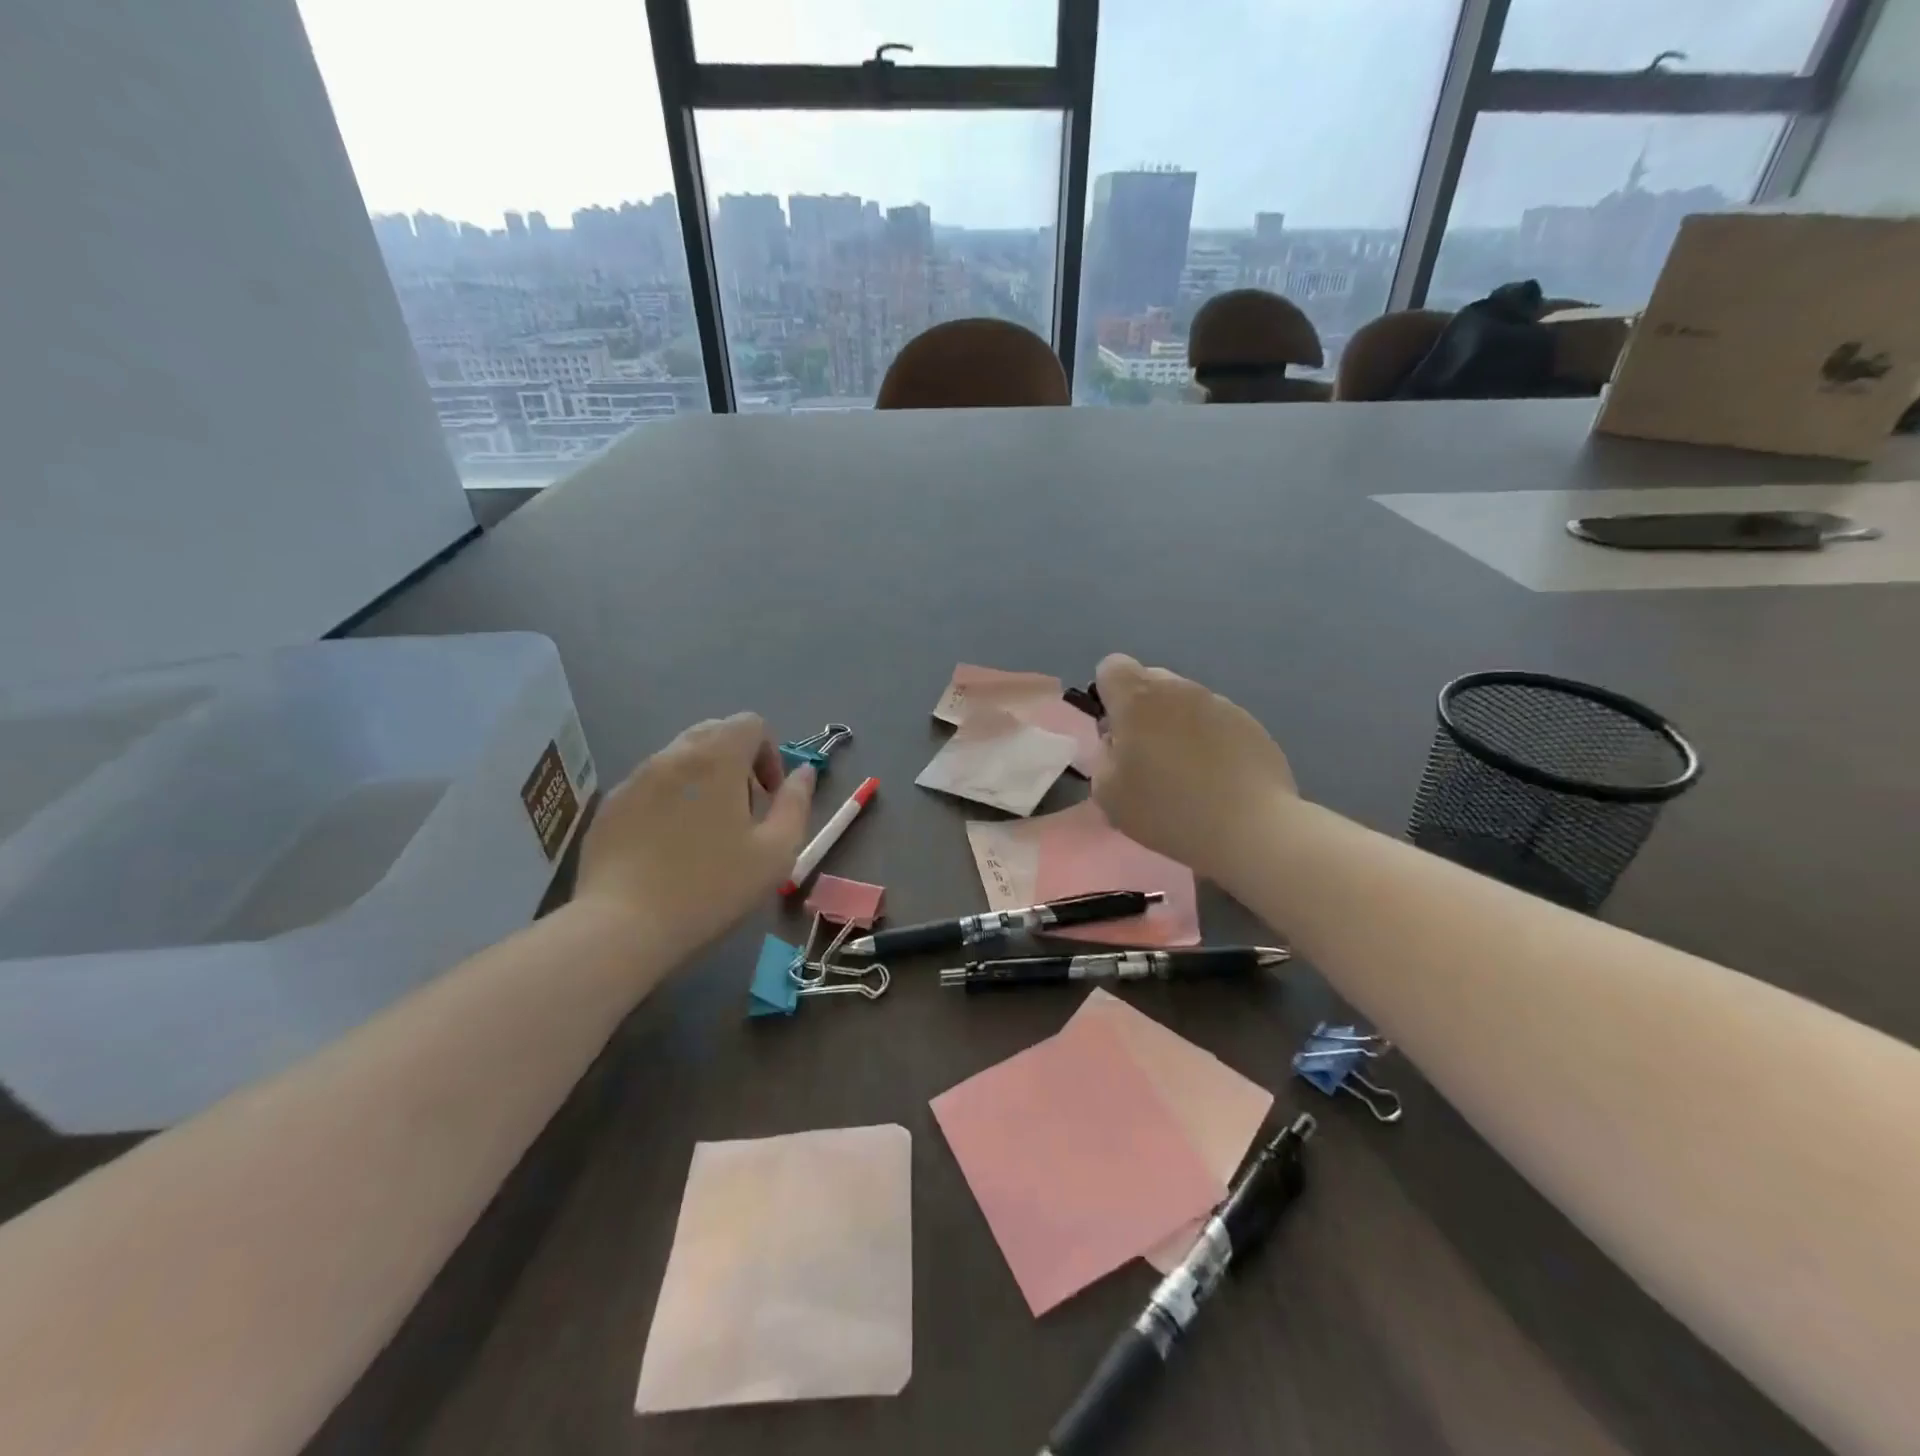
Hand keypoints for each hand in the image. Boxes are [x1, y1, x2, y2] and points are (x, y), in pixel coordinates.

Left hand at [575, 713, 814, 956]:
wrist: (623, 925)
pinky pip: (651, 785)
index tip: (768, 797)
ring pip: (680, 758)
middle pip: (714, 733)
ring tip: (705, 833)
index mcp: (716, 759)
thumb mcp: (776, 852)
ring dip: (703, 780)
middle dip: (737, 762)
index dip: (769, 753)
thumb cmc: (711, 887)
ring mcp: (635, 778)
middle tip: (743, 812)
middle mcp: (673, 755)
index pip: (750, 723)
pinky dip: (670, 799)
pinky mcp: (610, 804)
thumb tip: (804, 772)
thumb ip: (796, 804)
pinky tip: (669, 847)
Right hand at [1092, 654, 1298, 890]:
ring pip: (1184, 702)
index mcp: (1138, 698)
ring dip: (1176, 726)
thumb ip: (1103, 756)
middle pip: (1150, 682)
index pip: (1112, 667)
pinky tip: (1215, 779)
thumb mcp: (1107, 793)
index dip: (1108, 695)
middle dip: (1142, 710)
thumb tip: (1118, 742)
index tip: (1116, 731)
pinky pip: (1215, 722)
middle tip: (1146, 756)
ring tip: (1185, 773)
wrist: (1249, 828)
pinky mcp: (1249, 723)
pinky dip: (1208, 741)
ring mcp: (1219, 703)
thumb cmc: (1167, 809)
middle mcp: (1179, 689)